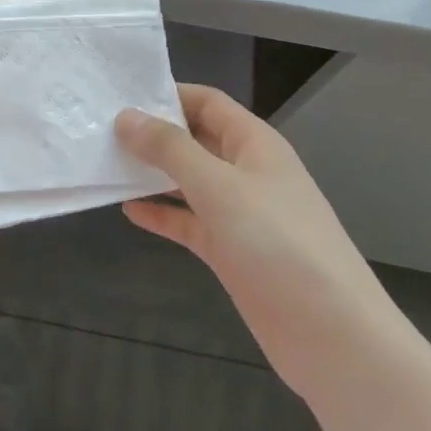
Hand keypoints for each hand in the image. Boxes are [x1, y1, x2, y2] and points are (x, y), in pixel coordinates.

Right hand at [116, 85, 398, 396]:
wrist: (332, 335)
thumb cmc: (278, 244)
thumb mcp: (220, 187)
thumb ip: (171, 150)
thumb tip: (125, 117)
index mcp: (254, 143)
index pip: (206, 102)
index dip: (167, 95)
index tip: (118, 96)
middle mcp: (246, 171)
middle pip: (194, 139)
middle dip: (152, 134)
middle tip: (99, 130)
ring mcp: (239, 214)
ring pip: (188, 182)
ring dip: (152, 174)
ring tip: (104, 165)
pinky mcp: (230, 251)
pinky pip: (189, 222)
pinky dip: (161, 214)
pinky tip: (127, 211)